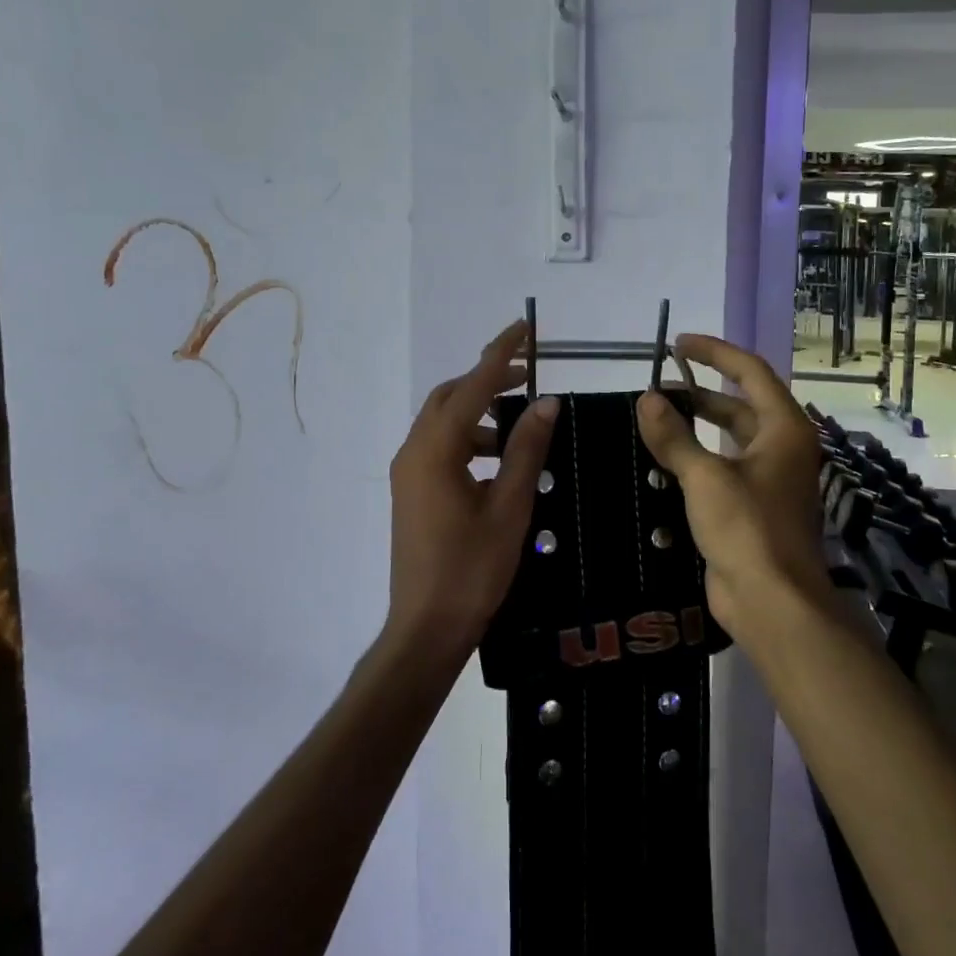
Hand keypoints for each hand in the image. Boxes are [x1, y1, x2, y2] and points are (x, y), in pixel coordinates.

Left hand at [388, 319, 558, 665]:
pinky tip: (500, 461)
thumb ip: (526, 450)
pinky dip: (470, 440)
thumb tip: (548, 402)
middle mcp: (413, 452)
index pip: (472, 386)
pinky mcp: (411, 491)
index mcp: (434, 450)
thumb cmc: (472, 570)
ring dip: (480, 414)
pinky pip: (440, 448)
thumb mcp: (509, 507)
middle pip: (450, 398)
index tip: (525, 328)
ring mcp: (408, 473)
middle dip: (488, 381)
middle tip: (530, 378)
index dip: (500, 354)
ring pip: (444, 423)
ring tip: (522, 426)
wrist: (426, 627)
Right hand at [634, 335, 825, 641]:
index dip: (714, 353)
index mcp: (784, 430)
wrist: (772, 603)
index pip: (750, 373)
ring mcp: (768, 480)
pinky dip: (695, 459)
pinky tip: (661, 461)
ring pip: (728, 439)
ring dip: (694, 427)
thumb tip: (647, 399)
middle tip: (656, 389)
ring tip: (653, 420)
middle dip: (698, 393)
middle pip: (739, 405)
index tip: (677, 344)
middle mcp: (781, 448)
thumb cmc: (747, 529)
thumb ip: (674, 436)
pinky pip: (720, 469)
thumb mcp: (705, 477)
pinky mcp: (751, 508)